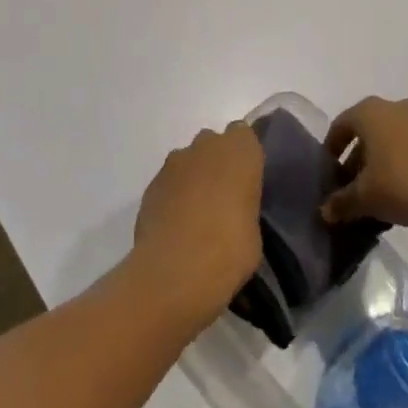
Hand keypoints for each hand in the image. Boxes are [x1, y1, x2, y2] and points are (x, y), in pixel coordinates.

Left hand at [129, 121, 263, 326]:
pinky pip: (170, 181)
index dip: (245, 156)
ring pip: (189, 160)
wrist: (174, 272)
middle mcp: (206, 146)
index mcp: (240, 151)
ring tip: (198, 214)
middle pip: (214, 143)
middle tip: (225, 198)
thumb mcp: (255, 232)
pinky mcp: (152, 183)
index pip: (244, 135)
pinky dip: (174, 195)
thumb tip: (235, 212)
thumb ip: (245, 207)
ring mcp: (175, 162)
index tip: (248, 181)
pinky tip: (177, 225)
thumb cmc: (228, 251)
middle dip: (218, 163)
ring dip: (194, 177)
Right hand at [321, 97, 407, 228]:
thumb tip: (324, 211)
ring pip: (388, 140)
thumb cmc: (406, 183)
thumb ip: (341, 202)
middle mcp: (392, 106)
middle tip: (351, 190)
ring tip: (377, 196)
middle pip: (364, 133)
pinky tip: (403, 193)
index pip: (339, 127)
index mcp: (368, 112)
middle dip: (355, 161)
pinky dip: (400, 164)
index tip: (329, 177)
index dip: (330, 152)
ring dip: (378, 164)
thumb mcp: (366, 198)